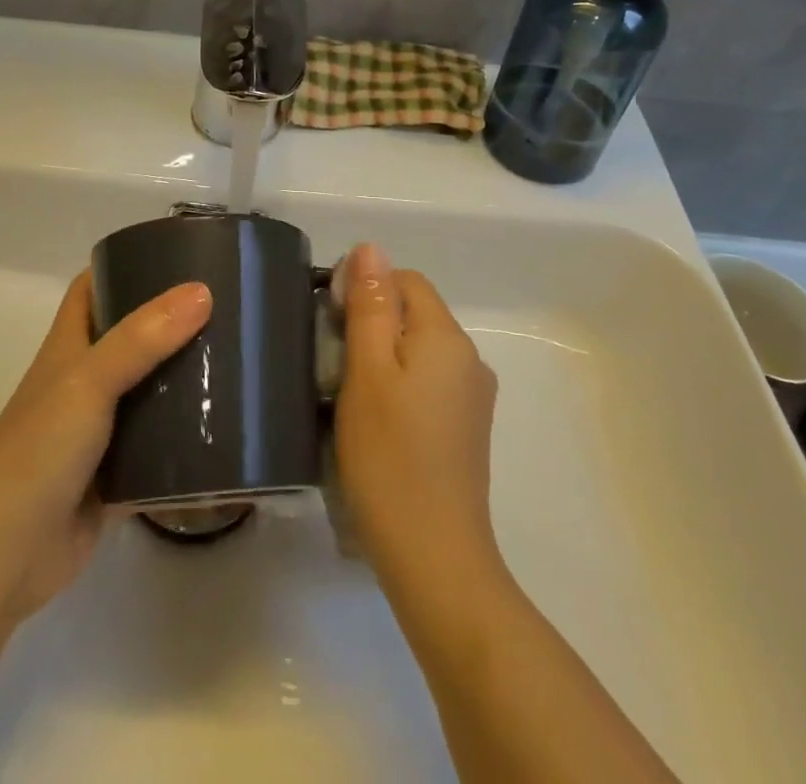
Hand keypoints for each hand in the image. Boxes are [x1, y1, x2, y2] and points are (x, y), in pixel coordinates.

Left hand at [0, 271, 211, 622]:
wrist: (3, 551)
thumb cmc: (39, 447)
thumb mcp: (90, 379)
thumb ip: (143, 338)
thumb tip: (202, 292)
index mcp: (70, 346)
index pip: (93, 288)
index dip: (124, 265)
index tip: (175, 254)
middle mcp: (84, 381)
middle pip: (131, 338)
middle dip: (171, 324)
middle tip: (225, 310)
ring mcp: (99, 431)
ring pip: (148, 394)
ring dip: (183, 383)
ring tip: (237, 365)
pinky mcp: (115, 478)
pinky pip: (158, 453)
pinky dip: (185, 446)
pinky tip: (225, 437)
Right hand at [334, 244, 501, 594]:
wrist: (434, 558)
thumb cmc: (389, 456)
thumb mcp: (367, 371)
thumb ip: (370, 305)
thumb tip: (371, 247)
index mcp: (447, 337)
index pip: (406, 281)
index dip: (366, 289)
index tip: (331, 322)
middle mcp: (470, 359)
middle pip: (415, 314)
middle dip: (373, 324)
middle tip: (334, 363)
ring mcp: (473, 398)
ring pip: (420, 350)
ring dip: (384, 358)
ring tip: (349, 395)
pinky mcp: (467, 429)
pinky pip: (429, 383)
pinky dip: (400, 387)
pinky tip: (378, 423)